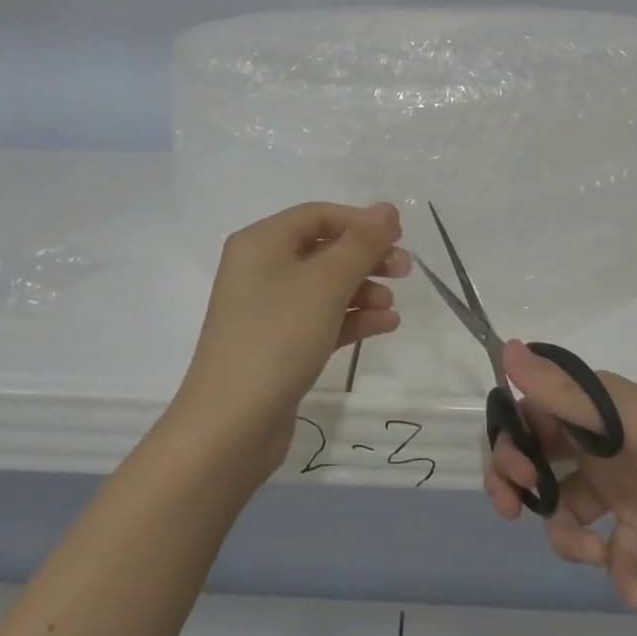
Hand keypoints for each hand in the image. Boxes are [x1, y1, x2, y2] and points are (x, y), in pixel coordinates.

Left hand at [174, 202, 410, 478]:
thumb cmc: (278, 337)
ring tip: (392, 306)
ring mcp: (267, 310)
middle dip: (366, 257)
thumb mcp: (325, 283)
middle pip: (323, 249)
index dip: (360, 221)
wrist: (231, 425)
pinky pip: (320, 318)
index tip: (400, 236)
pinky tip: (385, 326)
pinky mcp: (278, 345)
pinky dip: (351, 318)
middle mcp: (260, 269)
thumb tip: (387, 209)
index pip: (317, 215)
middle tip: (405, 270)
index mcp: (261, 243)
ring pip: (324, 286)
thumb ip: (361, 243)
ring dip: (362, 290)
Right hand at [486, 340, 636, 608]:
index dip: (511, 439)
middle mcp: (603, 442)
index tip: (516, 472)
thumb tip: (506, 348)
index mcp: (596, 408)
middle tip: (514, 511)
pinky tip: (636, 587)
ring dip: (569, 537)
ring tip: (594, 554)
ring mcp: (625, 488)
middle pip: (540, 458)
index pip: (532, 413)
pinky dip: (618, 571)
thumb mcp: (631, 422)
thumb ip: (566, 393)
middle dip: (521, 485)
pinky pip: (613, 551)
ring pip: (568, 510)